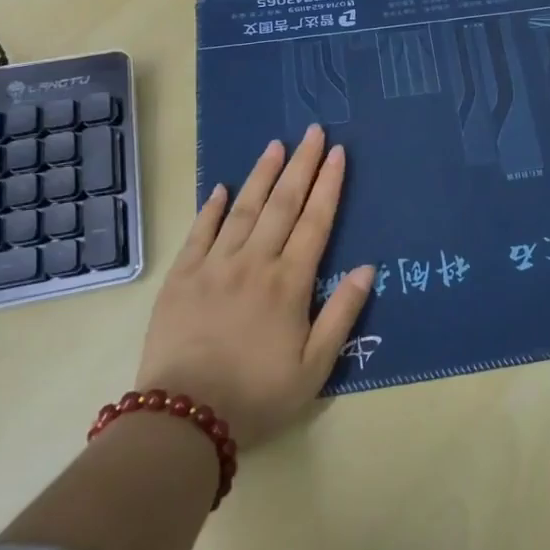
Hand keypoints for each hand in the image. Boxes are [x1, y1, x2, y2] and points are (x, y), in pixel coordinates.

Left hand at [136, 125, 374, 446]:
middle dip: (301, 164)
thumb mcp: (314, 368)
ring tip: (276, 144)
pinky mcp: (181, 277)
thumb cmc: (257, 396)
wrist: (183, 419)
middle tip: (312, 130)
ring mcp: (214, 266)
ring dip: (262, 174)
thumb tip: (367, 268)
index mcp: (289, 283)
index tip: (337, 152)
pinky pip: (199, 232)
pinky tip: (222, 187)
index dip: (328, 184)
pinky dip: (212, 207)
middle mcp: (254, 263)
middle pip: (283, 203)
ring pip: (243, 208)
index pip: (315, 221)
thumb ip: (341, 315)